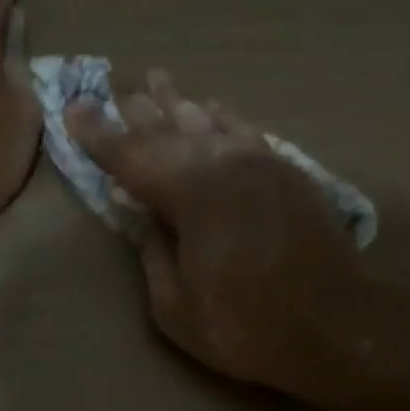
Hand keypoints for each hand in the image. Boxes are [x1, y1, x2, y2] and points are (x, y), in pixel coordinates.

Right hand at [66, 71, 368, 401]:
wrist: (336, 327)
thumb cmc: (247, 328)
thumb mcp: (177, 310)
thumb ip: (154, 258)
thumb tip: (147, 221)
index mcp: (192, 194)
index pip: (132, 157)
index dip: (100, 137)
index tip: (73, 111)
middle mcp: (225, 163)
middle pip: (171, 131)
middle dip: (139, 114)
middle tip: (115, 92)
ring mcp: (262, 164)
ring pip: (211, 123)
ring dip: (180, 106)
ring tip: (159, 82)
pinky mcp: (289, 174)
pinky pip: (247, 133)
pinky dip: (224, 119)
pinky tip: (214, 110)